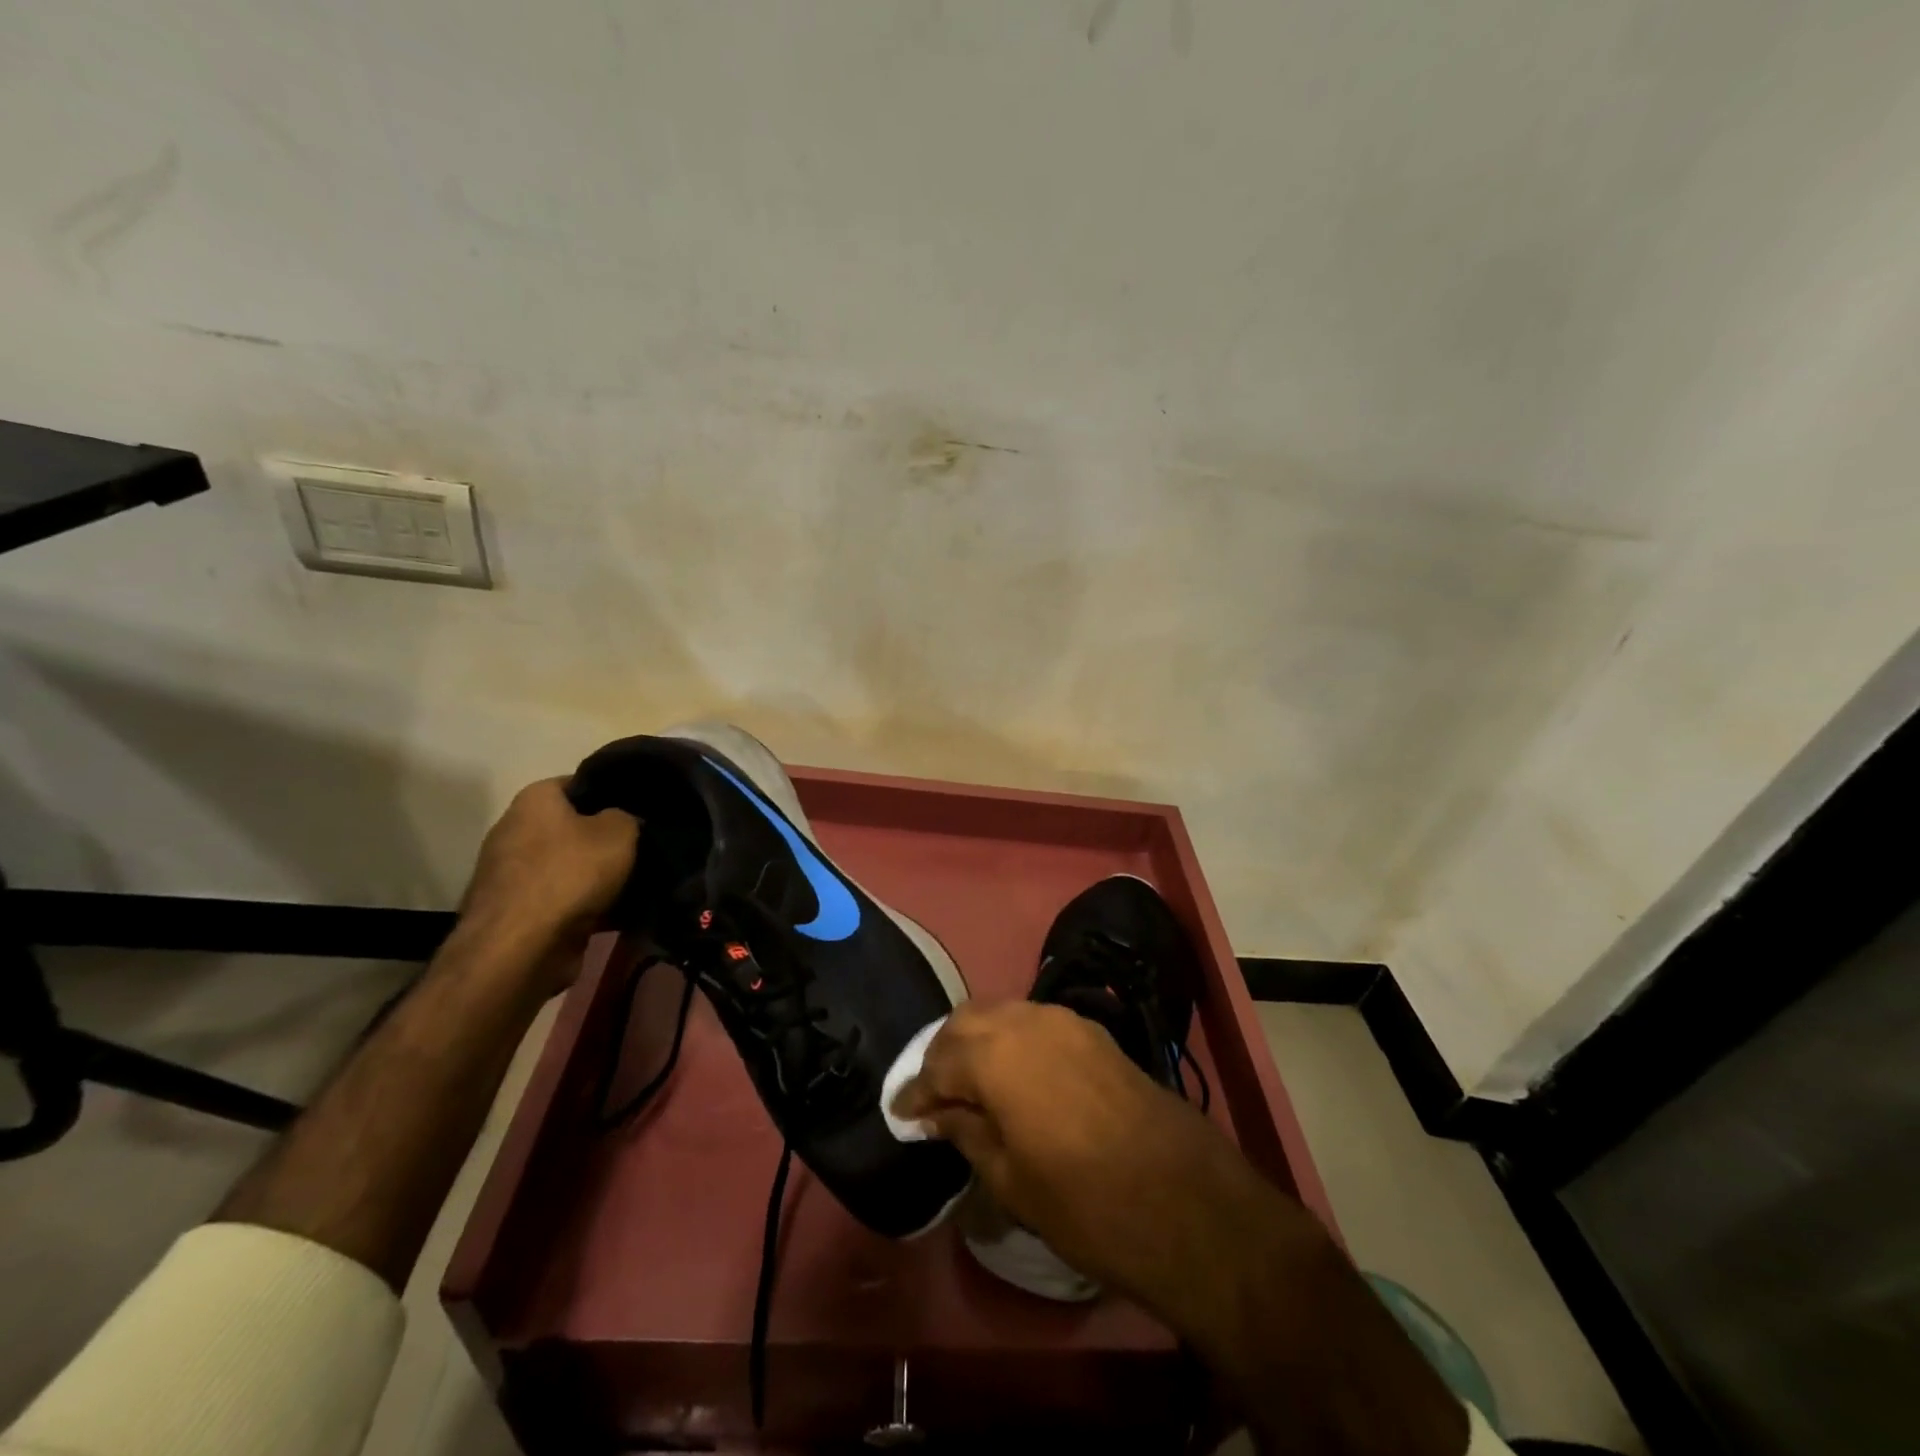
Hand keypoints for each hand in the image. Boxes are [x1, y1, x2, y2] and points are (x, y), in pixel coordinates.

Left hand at [458, 778, 637, 974]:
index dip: (613, 792)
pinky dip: (588, 906)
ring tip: (640, 883)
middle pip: (574, 827)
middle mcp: (516, 830)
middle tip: (646, 846)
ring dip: (600, 877)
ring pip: (571, 866)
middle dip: (607, 839)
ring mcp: (513, 874)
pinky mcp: (518, 912)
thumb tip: (626, 822)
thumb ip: (629, 817)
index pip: (580, 783)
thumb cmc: (570, 874)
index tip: (641, 808)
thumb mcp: (620, 832)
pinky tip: (621, 913)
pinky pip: (564, 900)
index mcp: (535, 800)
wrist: (522, 949)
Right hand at [892, 1000, 1240, 1306]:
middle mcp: (1027, 1021)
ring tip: (968, 1084)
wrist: (1186, 1201)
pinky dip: (1011, 1040)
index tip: (901, 1114)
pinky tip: (1012, 1075)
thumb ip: (967, 1133)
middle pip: (966, 1022)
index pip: (939, 1063)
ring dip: (977, 1042)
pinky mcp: (1093, 1032)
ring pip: (1002, 1014)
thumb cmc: (1086, 1204)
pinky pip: (1034, 1022)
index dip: (916, 1091)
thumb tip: (938, 1113)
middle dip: (942, 1055)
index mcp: (997, 1054)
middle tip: (932, 1096)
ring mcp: (1065, 1020)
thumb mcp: (1012, 1181)